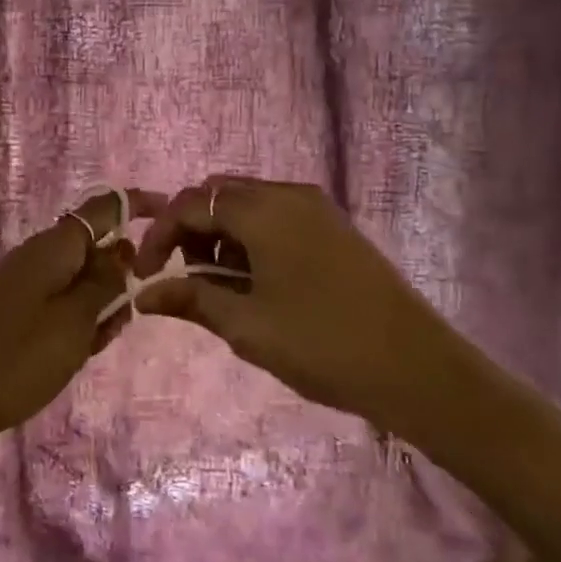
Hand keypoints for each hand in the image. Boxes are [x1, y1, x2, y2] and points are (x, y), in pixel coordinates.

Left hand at [0, 188, 163, 457]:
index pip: (104, 208)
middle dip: (119, 276)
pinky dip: (78, 321)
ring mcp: (24, 282)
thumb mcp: (77, 319)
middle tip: (124, 317)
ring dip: (100, 305)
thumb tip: (124, 246)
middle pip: (94, 248)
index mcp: (53, 246)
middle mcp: (38, 255)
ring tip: (96, 344)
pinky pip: (60, 302)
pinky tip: (78, 352)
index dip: (139, 206)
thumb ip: (106, 280)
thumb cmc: (20, 358)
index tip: (171, 216)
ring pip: (80, 280)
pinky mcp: (16, 309)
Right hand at [129, 175, 504, 468]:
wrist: (417, 366)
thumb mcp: (247, 326)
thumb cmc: (322, 345)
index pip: (191, 204)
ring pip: (247, 204)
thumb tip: (143, 295)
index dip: (159, 236)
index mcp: (263, 211)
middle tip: (184, 279)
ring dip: (221, 235)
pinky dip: (252, 238)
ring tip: (221, 287)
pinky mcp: (334, 226)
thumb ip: (191, 299)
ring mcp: (316, 208)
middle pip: (218, 195)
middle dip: (190, 231)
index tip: (145, 276)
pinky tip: (257, 281)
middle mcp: (288, 194)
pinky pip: (276, 216)